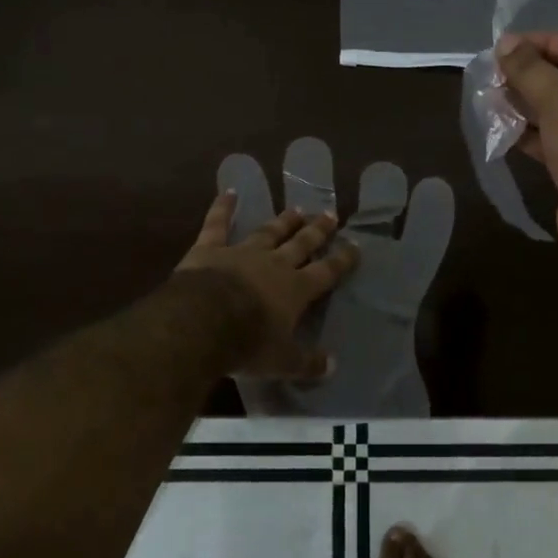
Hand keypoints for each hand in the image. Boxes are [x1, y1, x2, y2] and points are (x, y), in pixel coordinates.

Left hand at [175, 190, 359, 378]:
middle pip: (301, 243)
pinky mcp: (210, 248)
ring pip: (268, 231)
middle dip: (318, 230)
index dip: (343, 259)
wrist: (202, 322)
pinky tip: (229, 191)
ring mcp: (242, 252)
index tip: (355, 245)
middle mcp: (275, 264)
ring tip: (296, 209)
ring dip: (283, 221)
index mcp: (296, 289)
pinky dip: (223, 207)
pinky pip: (218, 224)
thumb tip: (332, 366)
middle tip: (330, 214)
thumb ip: (308, 363)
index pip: (327, 271)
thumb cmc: (247, 344)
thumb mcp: (283, 362)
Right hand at [496, 32, 557, 270]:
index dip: (547, 43)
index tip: (506, 47)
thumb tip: (505, 43)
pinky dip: (529, 133)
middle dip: (532, 75)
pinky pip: (553, 140)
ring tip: (490, 98)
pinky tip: (500, 128)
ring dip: (525, 103)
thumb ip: (531, 71)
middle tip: (493, 73)